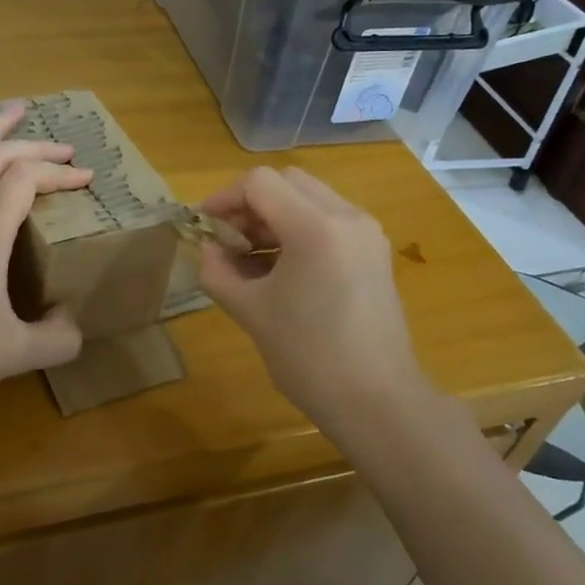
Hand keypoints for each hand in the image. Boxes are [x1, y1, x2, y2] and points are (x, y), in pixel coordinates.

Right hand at [197, 167, 423, 426]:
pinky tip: (283, 268)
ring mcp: (366, 232)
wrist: (378, 402)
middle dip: (251, 203)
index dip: (224, 198)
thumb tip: (208, 248)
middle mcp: (347, 216)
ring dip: (275, 214)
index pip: (260, 183)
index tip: (205, 226)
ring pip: (310, 197)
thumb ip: (218, 272)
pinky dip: (300, 228)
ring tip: (252, 257)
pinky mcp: (375, 251)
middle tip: (230, 240)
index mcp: (316, 227)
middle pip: (287, 182)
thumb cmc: (309, 358)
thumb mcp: (250, 313)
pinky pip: (329, 219)